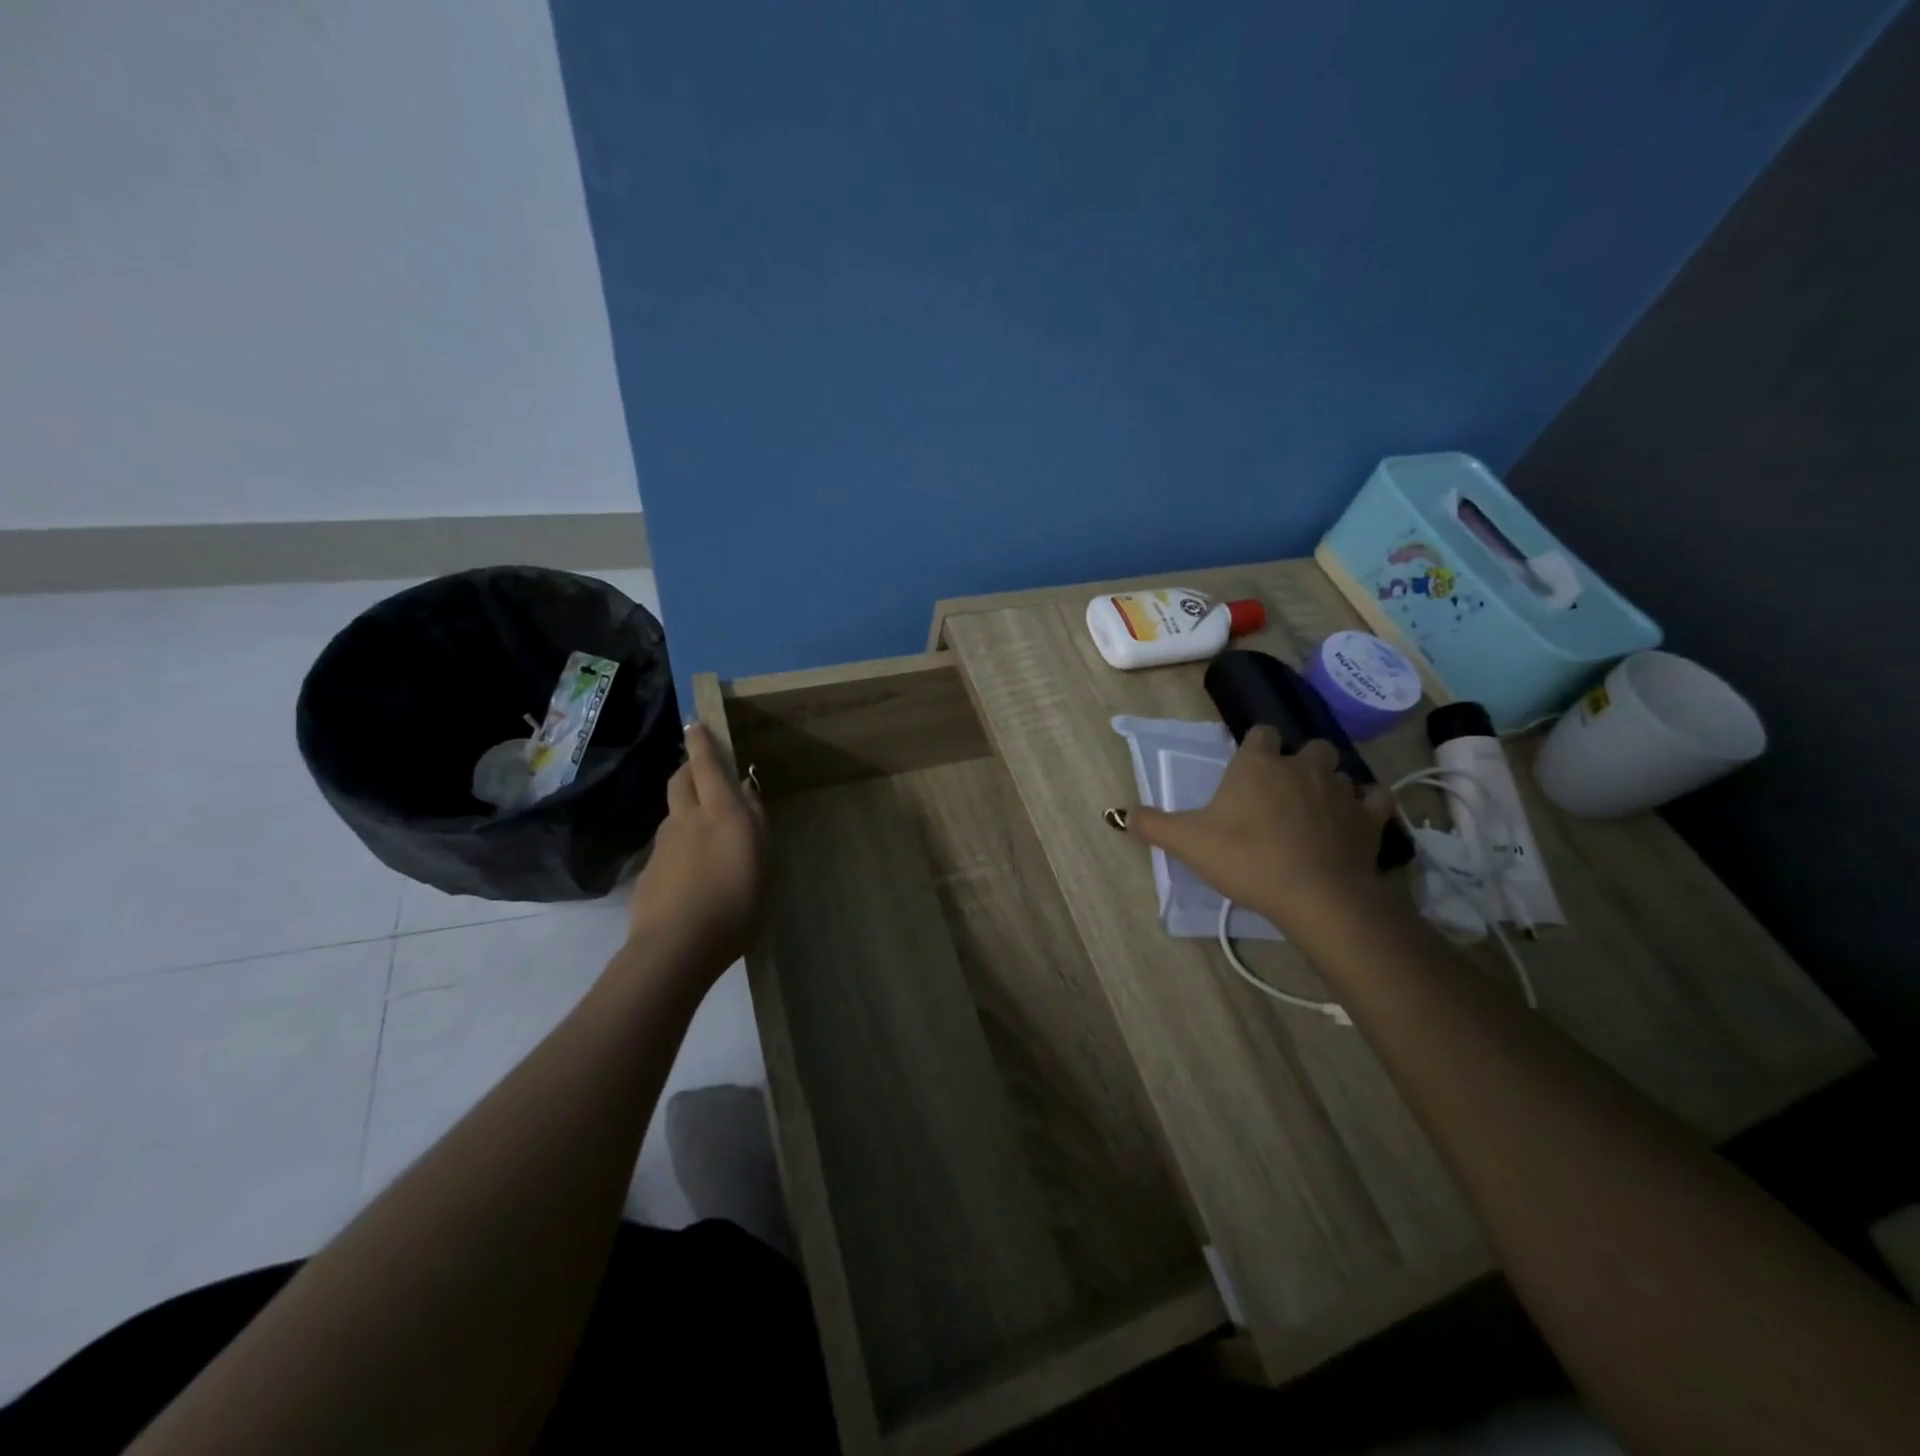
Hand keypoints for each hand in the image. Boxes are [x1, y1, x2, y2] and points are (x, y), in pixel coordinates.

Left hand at [625, 723, 768, 977]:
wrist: (676, 948)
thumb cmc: (735, 905)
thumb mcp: (763, 863)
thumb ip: (755, 824)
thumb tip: (745, 791)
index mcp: (721, 813)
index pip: (707, 765)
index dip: (701, 743)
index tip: (695, 723)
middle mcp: (687, 819)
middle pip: (681, 781)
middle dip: (689, 768)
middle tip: (702, 770)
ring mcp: (663, 845)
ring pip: (674, 813)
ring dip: (686, 809)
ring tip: (704, 831)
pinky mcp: (649, 871)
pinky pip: (667, 845)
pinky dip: (680, 845)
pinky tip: (692, 872)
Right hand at [1127, 727, 1396, 937]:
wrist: (1314, 895)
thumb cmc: (1246, 858)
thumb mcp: (1187, 842)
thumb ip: (1152, 824)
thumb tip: (1119, 813)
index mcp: (1258, 764)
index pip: (1261, 733)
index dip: (1255, 746)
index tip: (1247, 767)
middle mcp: (1301, 766)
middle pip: (1307, 746)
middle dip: (1297, 761)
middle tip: (1282, 790)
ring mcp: (1340, 789)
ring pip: (1339, 771)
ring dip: (1328, 782)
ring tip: (1315, 807)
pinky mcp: (1369, 817)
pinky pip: (1374, 797)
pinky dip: (1366, 803)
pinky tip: (1354, 818)